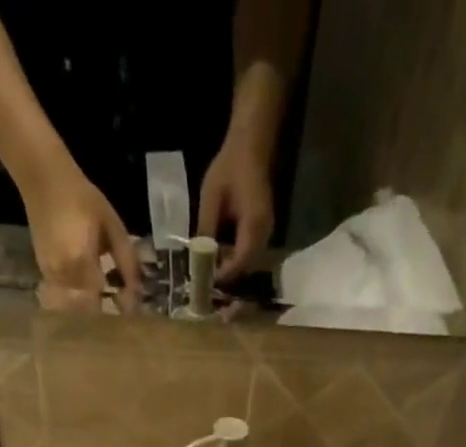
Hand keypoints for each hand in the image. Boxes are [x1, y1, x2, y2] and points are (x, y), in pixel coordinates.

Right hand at [22, 164, 141, 305]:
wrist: (43, 179)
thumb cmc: (81, 198)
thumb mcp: (112, 225)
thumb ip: (126, 260)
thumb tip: (139, 291)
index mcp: (81, 264)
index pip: (102, 304)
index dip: (116, 310)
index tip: (131, 308)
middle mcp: (63, 276)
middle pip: (87, 311)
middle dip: (105, 313)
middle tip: (120, 304)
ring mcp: (51, 276)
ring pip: (74, 307)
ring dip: (91, 307)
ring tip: (107, 296)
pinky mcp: (44, 273)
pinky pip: (64, 297)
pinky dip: (79, 298)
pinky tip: (90, 287)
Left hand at [197, 136, 274, 280]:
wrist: (250, 147)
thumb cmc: (229, 167)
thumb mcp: (211, 197)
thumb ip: (206, 229)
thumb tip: (198, 258)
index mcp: (253, 224)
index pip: (240, 261)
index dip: (223, 274)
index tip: (205, 280)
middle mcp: (264, 234)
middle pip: (246, 268)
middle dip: (226, 275)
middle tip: (205, 277)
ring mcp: (266, 234)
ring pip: (249, 263)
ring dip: (231, 268)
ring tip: (210, 267)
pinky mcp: (263, 232)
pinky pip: (250, 254)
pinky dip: (235, 259)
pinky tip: (220, 254)